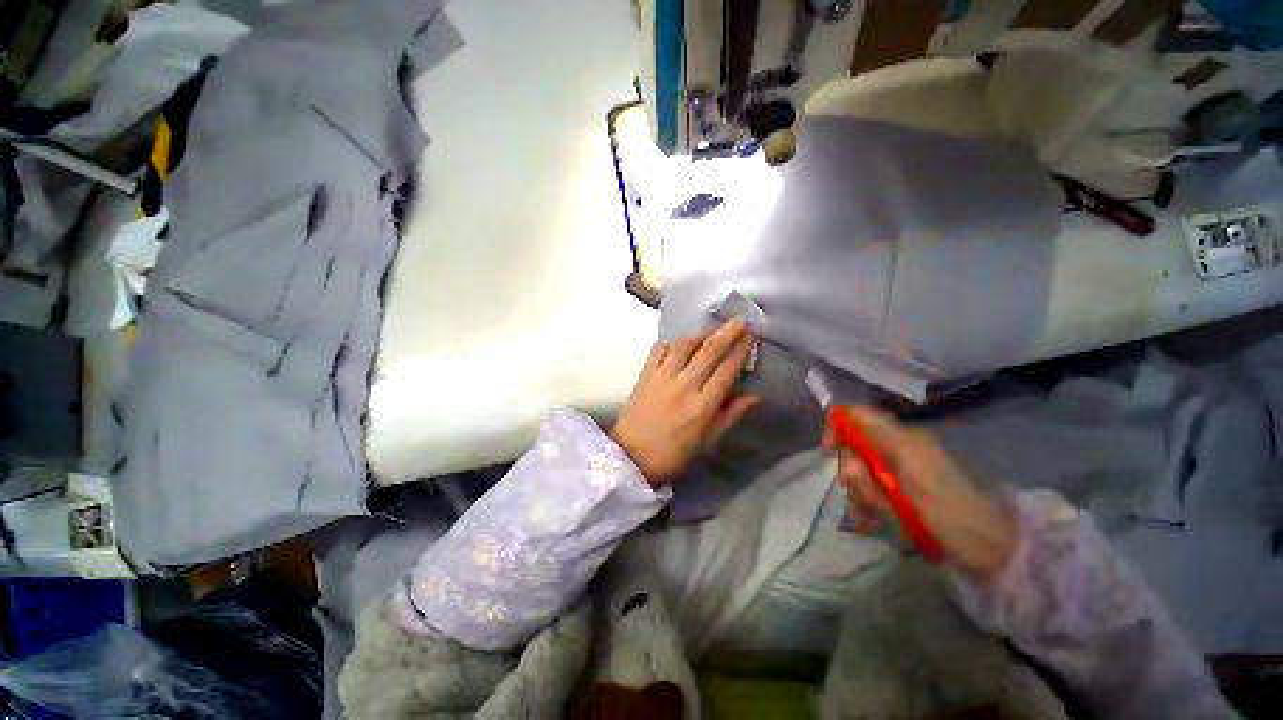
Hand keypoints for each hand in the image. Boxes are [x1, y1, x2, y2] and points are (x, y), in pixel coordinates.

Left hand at [610, 319, 760, 484]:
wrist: (632, 456)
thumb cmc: (674, 453)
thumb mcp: (708, 440)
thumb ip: (731, 414)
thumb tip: (755, 395)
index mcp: (703, 405)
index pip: (727, 370)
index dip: (741, 350)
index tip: (751, 336)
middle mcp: (684, 385)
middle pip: (709, 350)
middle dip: (727, 332)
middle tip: (740, 320)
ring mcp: (662, 377)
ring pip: (684, 344)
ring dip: (700, 334)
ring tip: (710, 331)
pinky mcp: (645, 374)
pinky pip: (659, 349)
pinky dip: (671, 342)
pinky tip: (678, 344)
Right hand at [824, 407, 1016, 575]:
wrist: (995, 546)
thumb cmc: (952, 523)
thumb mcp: (907, 506)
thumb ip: (873, 484)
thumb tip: (845, 466)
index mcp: (904, 442)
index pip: (859, 415)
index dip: (838, 426)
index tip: (829, 451)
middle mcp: (903, 444)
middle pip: (858, 442)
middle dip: (850, 471)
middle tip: (857, 501)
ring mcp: (908, 460)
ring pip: (865, 464)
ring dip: (860, 489)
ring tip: (866, 518)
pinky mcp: (912, 477)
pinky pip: (878, 477)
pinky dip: (871, 495)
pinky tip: (873, 518)